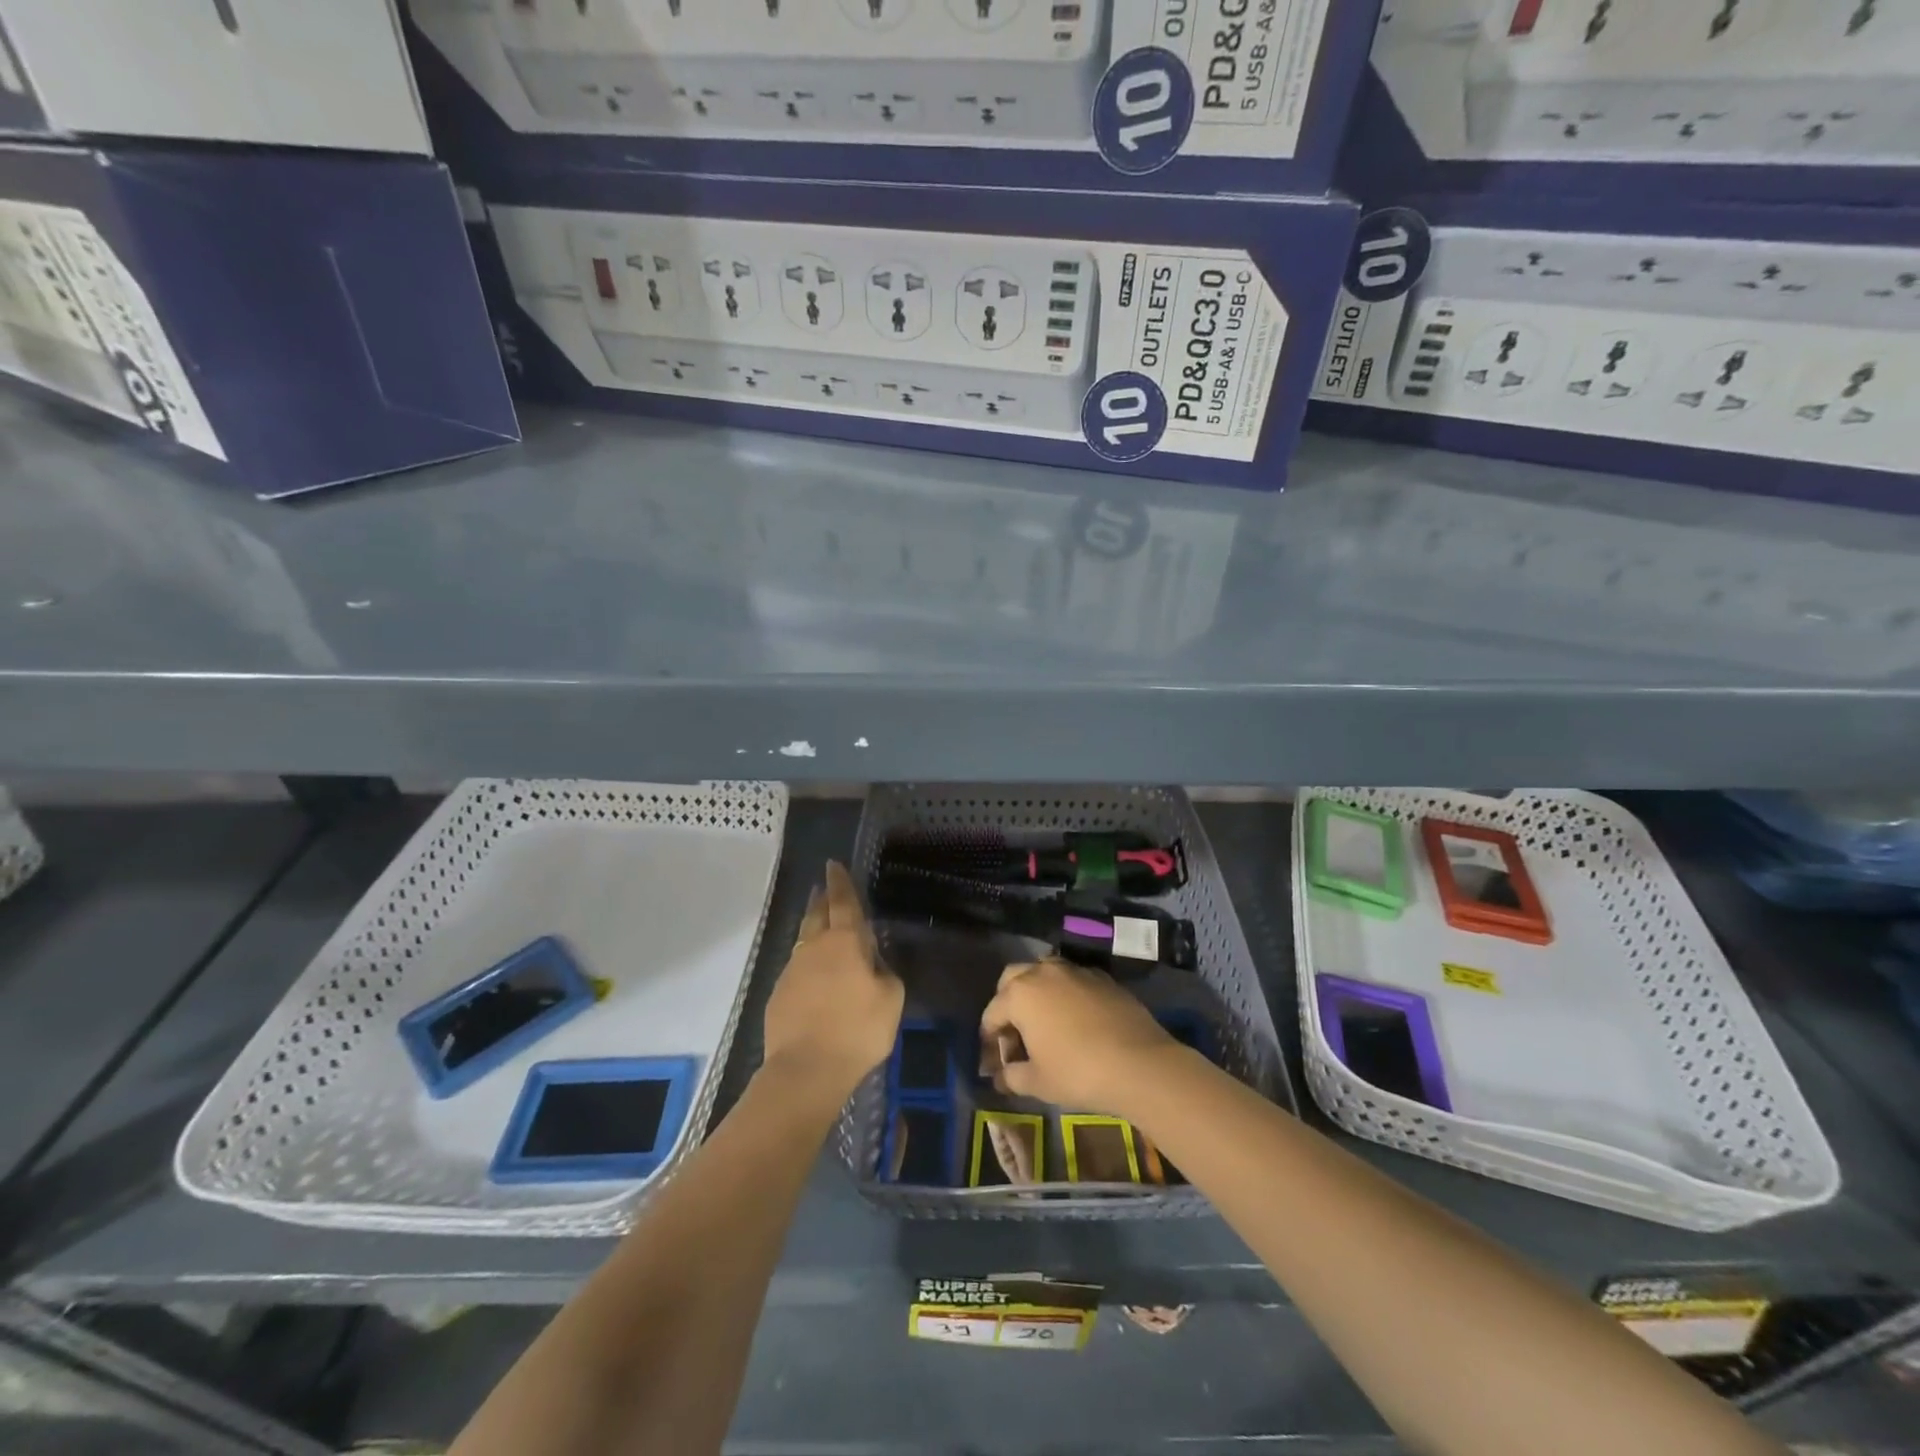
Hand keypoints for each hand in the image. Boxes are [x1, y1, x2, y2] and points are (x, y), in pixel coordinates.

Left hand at [761, 861, 903, 1101]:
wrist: (806, 1070)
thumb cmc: (857, 1031)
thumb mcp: (890, 1000)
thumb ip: (886, 973)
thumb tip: (875, 963)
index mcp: (844, 942)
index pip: (843, 901)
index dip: (840, 882)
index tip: (834, 864)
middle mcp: (814, 947)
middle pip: (816, 914)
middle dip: (822, 899)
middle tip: (825, 889)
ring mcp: (792, 970)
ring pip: (804, 941)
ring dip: (814, 931)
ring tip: (823, 932)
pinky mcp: (778, 995)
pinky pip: (797, 970)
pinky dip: (808, 965)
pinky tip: (816, 980)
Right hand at [979, 959, 1180, 1115]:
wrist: (1139, 1063)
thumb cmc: (1078, 1073)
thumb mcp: (1038, 1082)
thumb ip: (1012, 1076)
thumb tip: (1000, 1077)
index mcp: (1020, 994)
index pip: (992, 1012)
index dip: (989, 1038)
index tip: (993, 1061)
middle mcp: (1044, 972)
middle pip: (1013, 978)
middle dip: (1008, 1002)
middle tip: (1014, 1032)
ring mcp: (1076, 971)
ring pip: (1045, 971)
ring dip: (1038, 991)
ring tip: (1044, 1022)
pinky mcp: (1103, 978)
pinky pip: (1074, 980)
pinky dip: (1066, 994)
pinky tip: (1076, 1020)